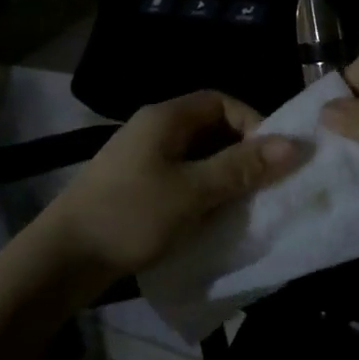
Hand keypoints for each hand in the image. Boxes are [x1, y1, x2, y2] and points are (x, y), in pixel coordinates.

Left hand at [36, 90, 305, 290]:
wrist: (64, 257)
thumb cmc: (131, 215)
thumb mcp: (193, 192)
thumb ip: (242, 168)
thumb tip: (294, 144)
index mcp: (165, 118)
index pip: (222, 102)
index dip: (253, 123)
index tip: (274, 158)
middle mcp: (154, 130)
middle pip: (211, 129)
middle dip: (242, 154)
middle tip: (266, 185)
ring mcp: (143, 159)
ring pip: (198, 157)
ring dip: (224, 177)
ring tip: (246, 205)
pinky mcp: (137, 187)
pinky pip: (182, 179)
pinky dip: (204, 193)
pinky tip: (214, 218)